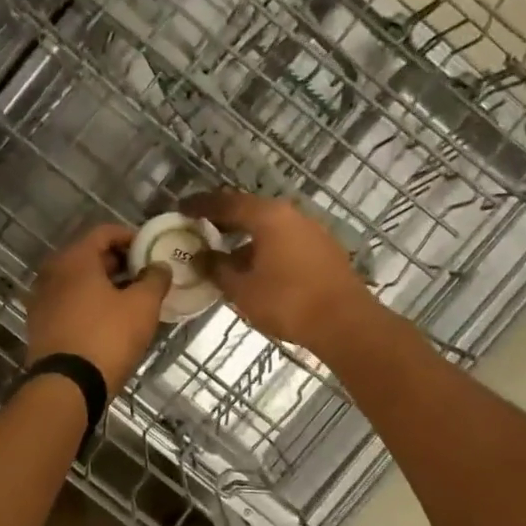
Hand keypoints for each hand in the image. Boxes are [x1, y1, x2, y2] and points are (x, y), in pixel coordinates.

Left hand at [26, 225, 171, 394]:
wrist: (67, 386)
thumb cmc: (107, 337)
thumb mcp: (142, 306)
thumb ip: (155, 279)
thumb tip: (159, 266)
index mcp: (74, 259)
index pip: (104, 232)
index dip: (131, 237)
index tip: (151, 250)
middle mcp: (52, 273)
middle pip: (89, 256)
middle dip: (119, 263)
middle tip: (145, 275)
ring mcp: (41, 299)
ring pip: (78, 281)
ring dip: (104, 284)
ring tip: (132, 299)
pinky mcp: (39, 324)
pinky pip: (68, 302)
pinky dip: (88, 303)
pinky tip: (109, 319)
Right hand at [180, 190, 375, 351]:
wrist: (344, 323)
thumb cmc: (287, 302)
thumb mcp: (242, 289)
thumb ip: (218, 269)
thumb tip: (202, 258)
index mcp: (268, 216)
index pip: (226, 203)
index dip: (201, 206)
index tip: (182, 208)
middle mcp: (291, 215)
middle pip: (250, 210)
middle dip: (225, 219)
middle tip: (201, 228)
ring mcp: (312, 230)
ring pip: (270, 226)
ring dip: (246, 236)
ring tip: (225, 252)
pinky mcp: (324, 250)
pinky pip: (286, 240)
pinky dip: (265, 247)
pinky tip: (256, 267)